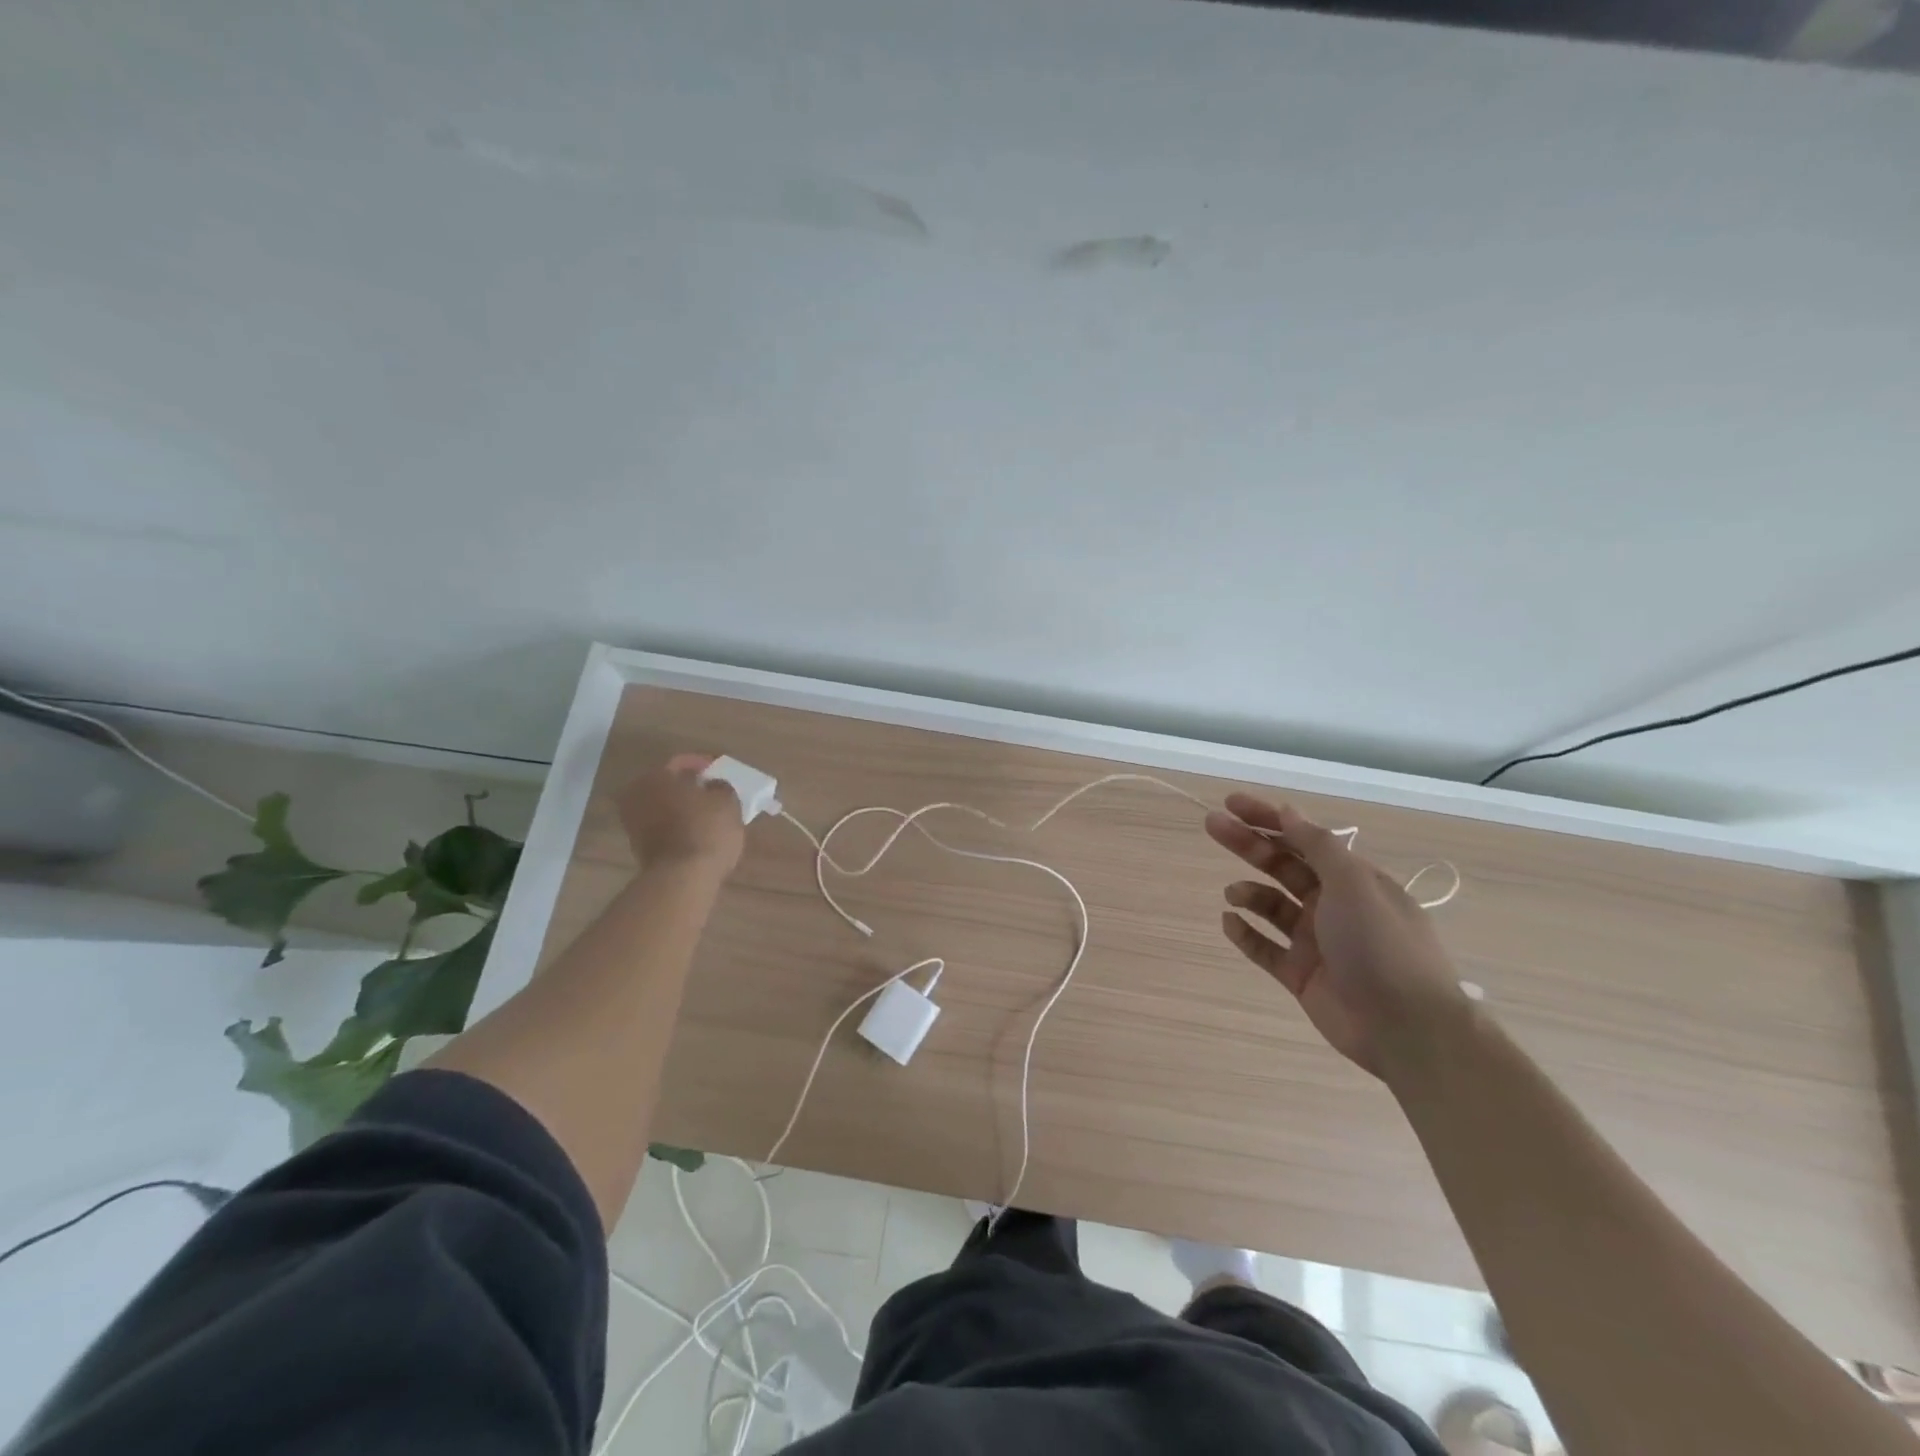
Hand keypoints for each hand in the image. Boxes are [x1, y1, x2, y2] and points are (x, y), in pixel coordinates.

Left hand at [614, 754, 746, 877]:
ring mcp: (634, 823)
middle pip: (667, 784)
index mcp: (656, 777)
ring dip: (683, 807)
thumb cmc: (706, 830)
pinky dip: (677, 825)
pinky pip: (662, 826)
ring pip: (663, 806)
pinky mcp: (639, 848)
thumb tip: (713, 785)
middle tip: (712, 790)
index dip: (703, 763)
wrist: (682, 878)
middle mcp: (638, 795)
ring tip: (708, 813)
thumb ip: (721, 787)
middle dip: (689, 786)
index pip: (681, 762)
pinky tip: (697, 831)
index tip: (719, 770)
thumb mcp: (727, 801)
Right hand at [1206, 793, 1463, 1078]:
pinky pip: (1265, 947)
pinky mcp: (1301, 975)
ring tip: (1233, 894)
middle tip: (1212, 826)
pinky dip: (1245, 933)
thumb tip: (1288, 812)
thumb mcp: (1354, 884)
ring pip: (1272, 906)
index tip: (1232, 803)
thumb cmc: (1381, 945)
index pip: (1303, 838)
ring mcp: (1316, 941)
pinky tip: (1229, 922)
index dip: (1268, 817)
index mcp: (1352, 880)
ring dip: (1249, 892)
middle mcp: (1334, 905)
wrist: (1407, 1029)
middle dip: (1248, 845)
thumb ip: (1317, 847)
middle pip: (1282, 866)